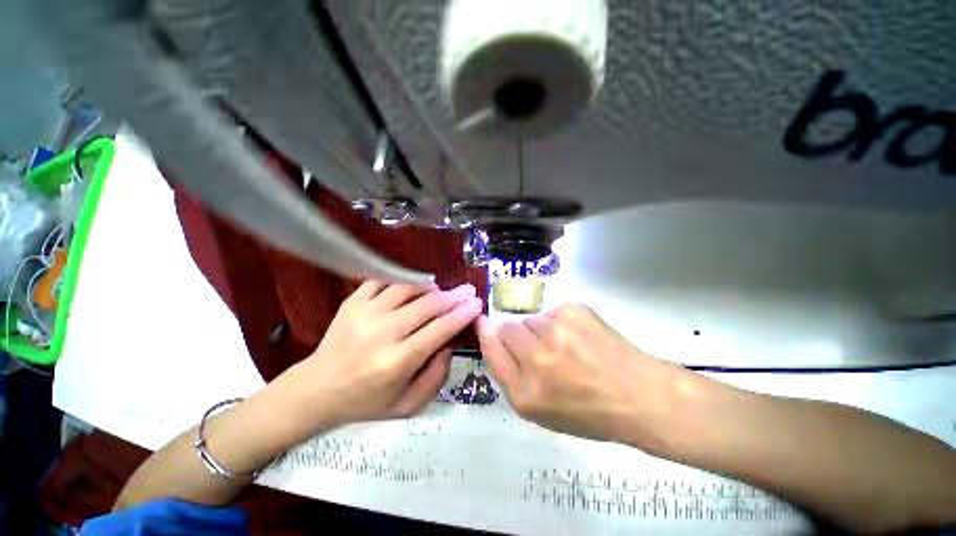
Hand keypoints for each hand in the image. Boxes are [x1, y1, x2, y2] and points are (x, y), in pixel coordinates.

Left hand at [290, 281, 482, 429]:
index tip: (476, 303)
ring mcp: (364, 313)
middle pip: (427, 305)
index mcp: (397, 362)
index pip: (439, 330)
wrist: (317, 389)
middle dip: (453, 296)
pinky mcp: (352, 302)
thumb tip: (449, 344)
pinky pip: (382, 280)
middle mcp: (382, 333)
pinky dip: (402, 280)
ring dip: (429, 287)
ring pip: (407, 288)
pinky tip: (411, 287)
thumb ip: (437, 377)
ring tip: (440, 291)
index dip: (462, 314)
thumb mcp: (408, 405)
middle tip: (467, 290)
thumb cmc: (366, 401)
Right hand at [478, 305, 688, 451]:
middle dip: (516, 335)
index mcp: (525, 393)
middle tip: (538, 348)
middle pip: (507, 328)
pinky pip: (550, 312)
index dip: (486, 333)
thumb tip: (494, 336)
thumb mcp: (540, 410)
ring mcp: (555, 331)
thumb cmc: (587, 411)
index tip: (482, 322)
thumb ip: (511, 375)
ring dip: (538, 330)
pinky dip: (557, 323)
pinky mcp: (572, 310)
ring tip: (564, 347)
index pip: (492, 350)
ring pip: (529, 319)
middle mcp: (536, 358)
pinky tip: (578, 338)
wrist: (638, 395)